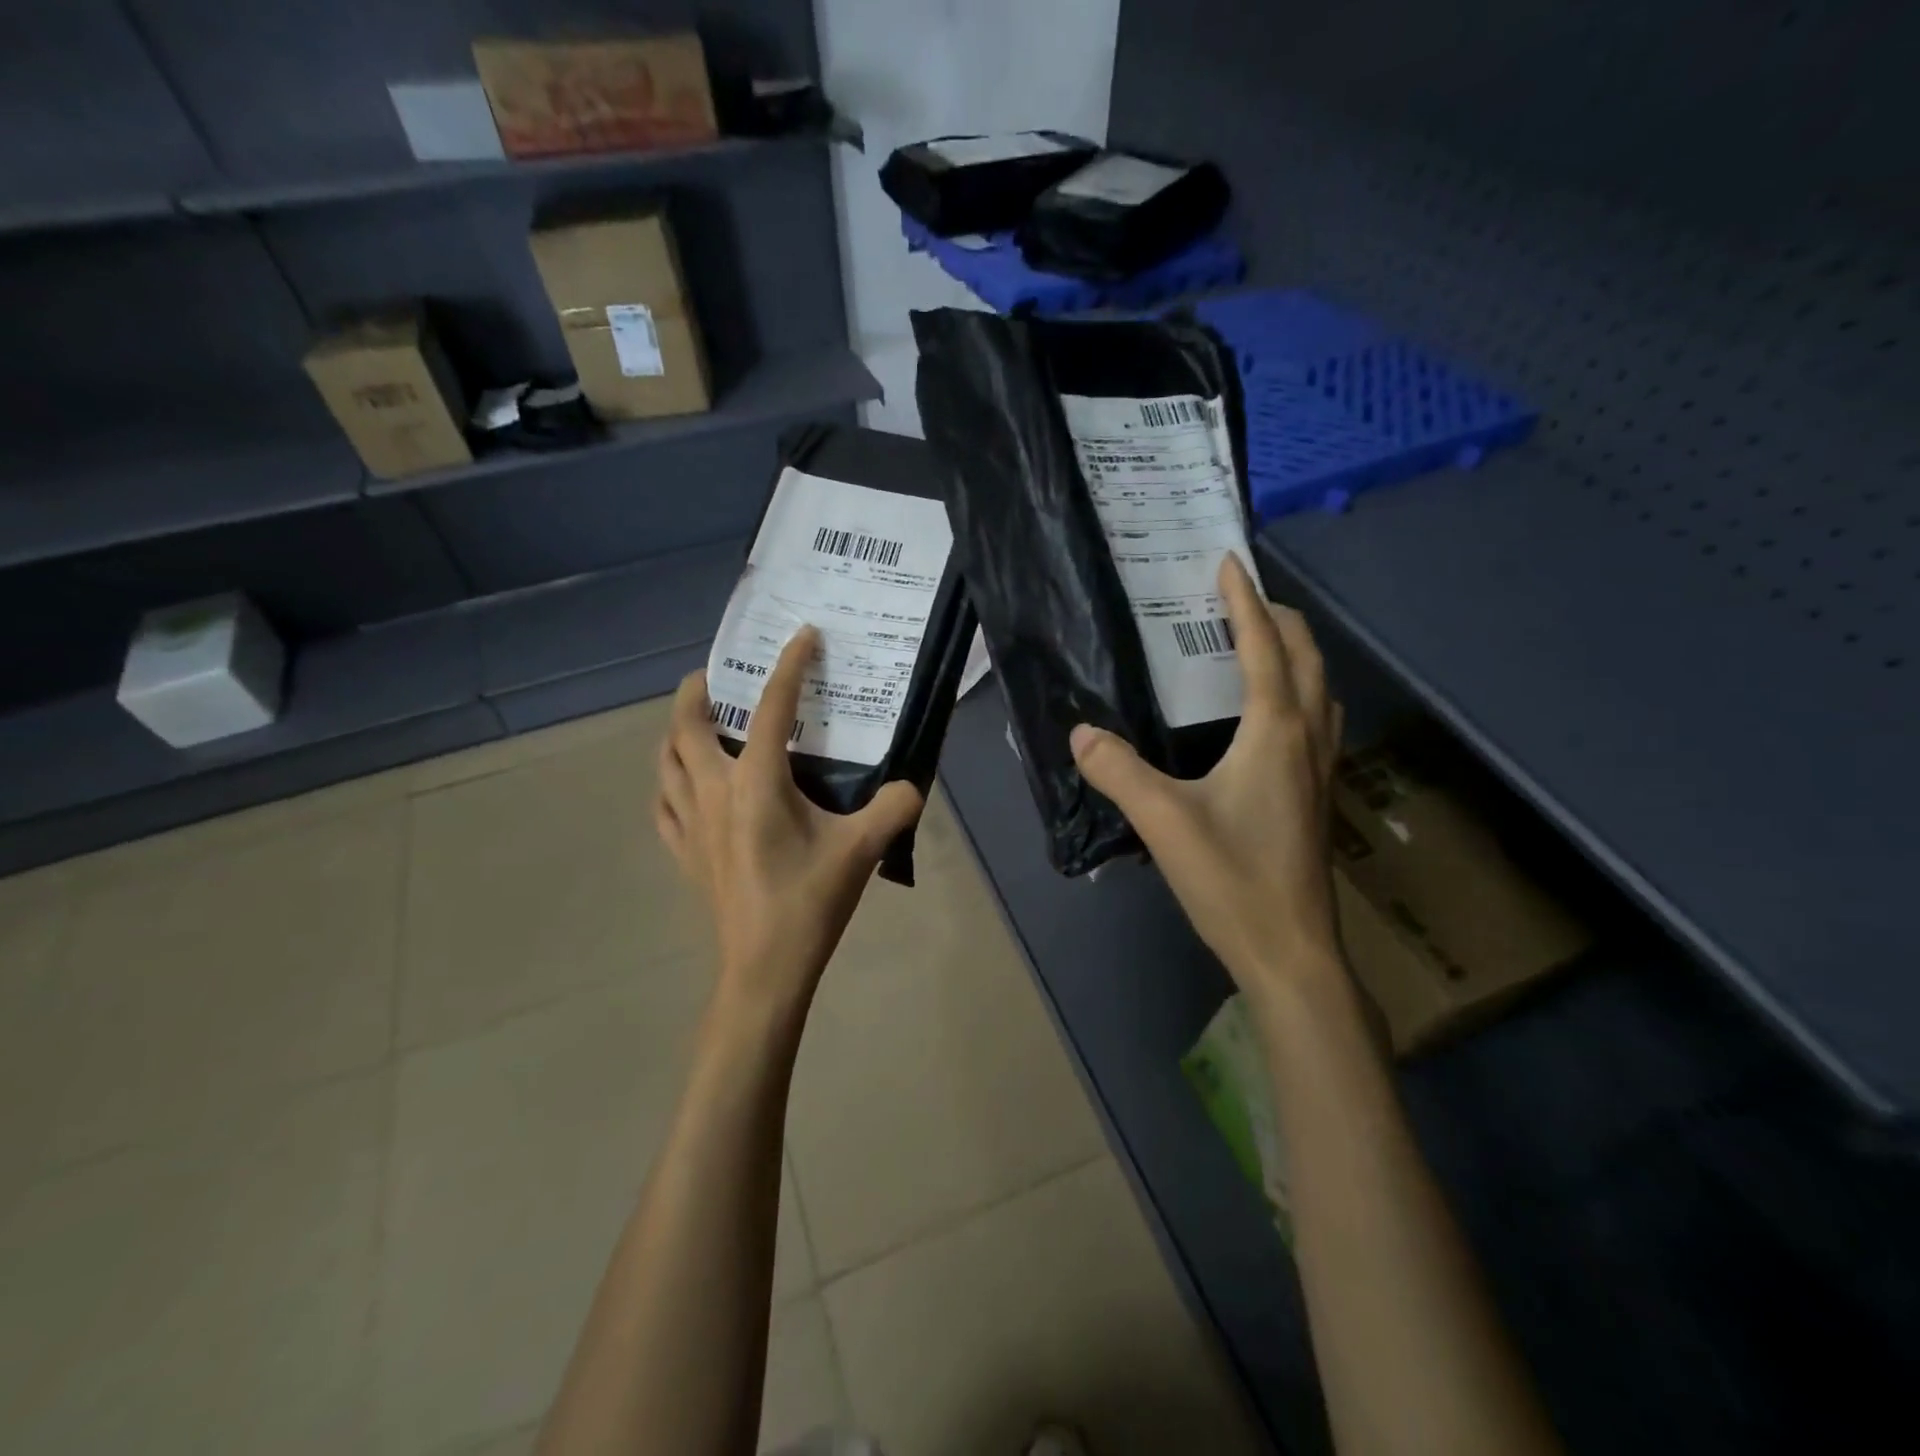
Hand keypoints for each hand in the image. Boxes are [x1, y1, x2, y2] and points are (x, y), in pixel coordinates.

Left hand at [656, 628, 923, 1014]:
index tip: (802, 636)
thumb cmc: (809, 902)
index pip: (772, 708)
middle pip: (687, 723)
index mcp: (756, 783)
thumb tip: (912, 785)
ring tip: (702, 722)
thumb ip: (893, 808)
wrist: (764, 968)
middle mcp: (714, 791)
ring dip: (678, 731)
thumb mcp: (861, 850)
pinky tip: (685, 784)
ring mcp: (691, 823)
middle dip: (699, 689)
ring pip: (666, 759)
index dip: (789, 666)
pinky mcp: (684, 852)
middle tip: (723, 676)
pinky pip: (664, 802)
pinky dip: (670, 780)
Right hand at [1070, 555, 1344, 1010]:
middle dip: (1277, 617)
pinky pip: (1316, 719)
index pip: (1263, 646)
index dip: (1244, 600)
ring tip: (1257, 644)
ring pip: (1320, 688)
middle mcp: (1308, 738)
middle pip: (1306, 656)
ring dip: (1295, 653)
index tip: (1227, 562)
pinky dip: (1298, 691)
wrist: (1290, 949)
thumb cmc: (1232, 878)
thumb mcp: (1163, 820)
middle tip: (1239, 597)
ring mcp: (1321, 769)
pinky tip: (1270, 714)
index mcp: (1276, 731)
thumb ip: (1118, 770)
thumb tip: (1080, 732)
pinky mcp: (1317, 795)